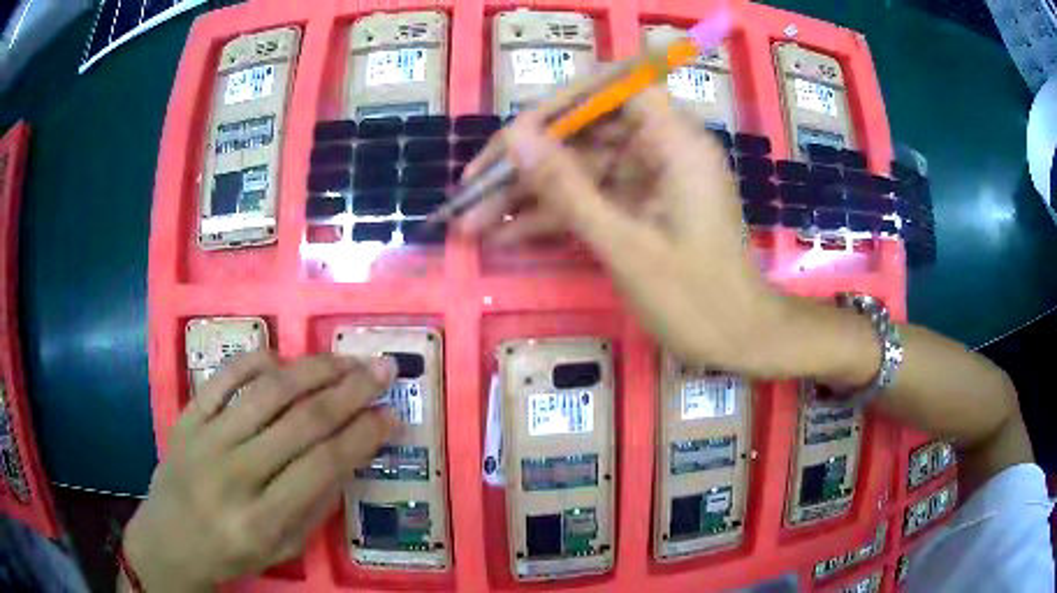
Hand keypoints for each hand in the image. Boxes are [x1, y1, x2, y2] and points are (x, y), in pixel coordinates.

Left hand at [122, 352, 398, 590]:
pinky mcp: (187, 417)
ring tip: (346, 359)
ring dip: (314, 369)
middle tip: (383, 369)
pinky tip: (284, 357)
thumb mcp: (283, 550)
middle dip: (351, 391)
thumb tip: (349, 454)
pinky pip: (224, 377)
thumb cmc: (230, 554)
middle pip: (302, 422)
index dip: (363, 436)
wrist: (168, 541)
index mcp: (262, 520)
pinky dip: (257, 360)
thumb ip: (316, 505)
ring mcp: (206, 440)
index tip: (392, 415)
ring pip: (268, 392)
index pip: (323, 466)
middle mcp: (234, 475)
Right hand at [460, 89, 797, 376]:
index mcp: (675, 142)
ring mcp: (653, 179)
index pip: (613, 89)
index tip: (514, 135)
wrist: (740, 341)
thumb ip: (568, 188)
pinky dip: (556, 215)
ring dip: (530, 194)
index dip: (561, 104)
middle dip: (528, 162)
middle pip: (586, 132)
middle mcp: (665, 148)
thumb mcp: (625, 245)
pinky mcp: (645, 207)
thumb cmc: (695, 299)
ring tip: (472, 221)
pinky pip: (594, 198)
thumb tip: (515, 138)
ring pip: (582, 169)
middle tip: (472, 190)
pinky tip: (506, 234)